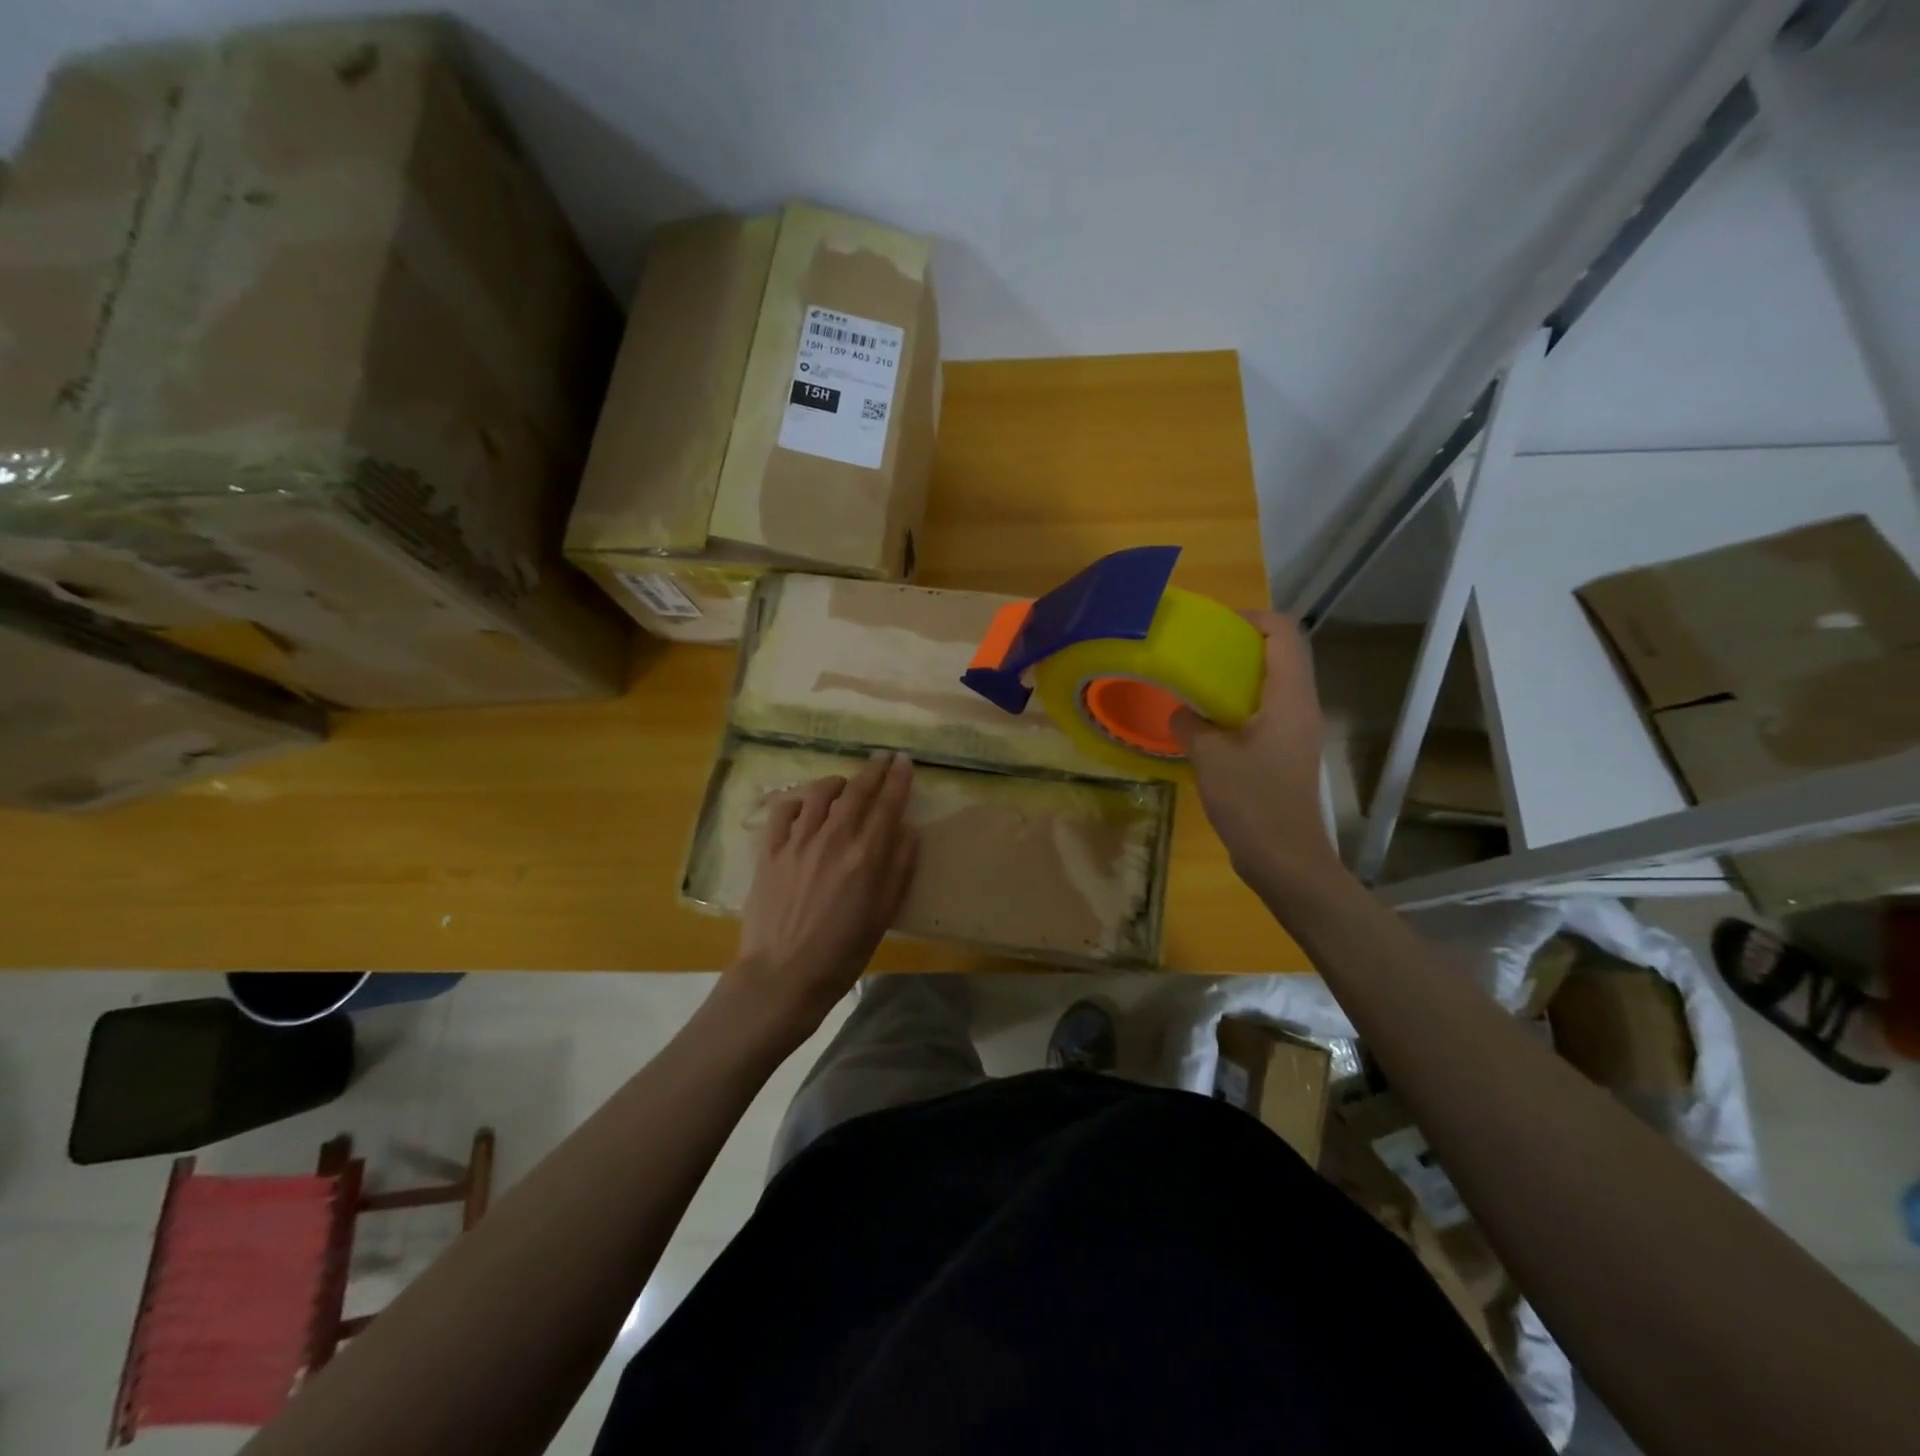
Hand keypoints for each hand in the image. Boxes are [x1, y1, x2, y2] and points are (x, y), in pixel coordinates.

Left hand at [727, 751, 919, 1037]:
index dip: (899, 778)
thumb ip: (900, 868)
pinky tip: (805, 805)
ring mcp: (797, 841)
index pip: (888, 803)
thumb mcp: (884, 915)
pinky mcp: (769, 851)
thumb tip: (908, 829)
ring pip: (819, 792)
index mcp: (866, 855)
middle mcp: (833, 838)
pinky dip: (798, 800)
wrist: (783, 975)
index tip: (905, 761)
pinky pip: (783, 810)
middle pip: (856, 790)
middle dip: (873, 769)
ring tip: (844, 784)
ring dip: (837, 782)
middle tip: (882, 757)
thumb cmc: (842, 952)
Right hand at [1171, 612, 1340, 893]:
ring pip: (1274, 685)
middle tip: (1200, 653)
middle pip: (1282, 655)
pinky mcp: (1288, 752)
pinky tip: (1208, 724)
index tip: (1214, 627)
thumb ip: (1190, 724)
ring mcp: (1297, 731)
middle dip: (1242, 645)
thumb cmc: (1252, 801)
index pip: (1284, 634)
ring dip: (1239, 677)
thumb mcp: (1210, 757)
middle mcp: (1301, 706)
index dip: (1252, 618)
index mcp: (1290, 697)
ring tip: (1198, 684)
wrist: (1285, 859)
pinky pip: (1267, 712)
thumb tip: (1181, 712)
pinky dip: (1240, 705)